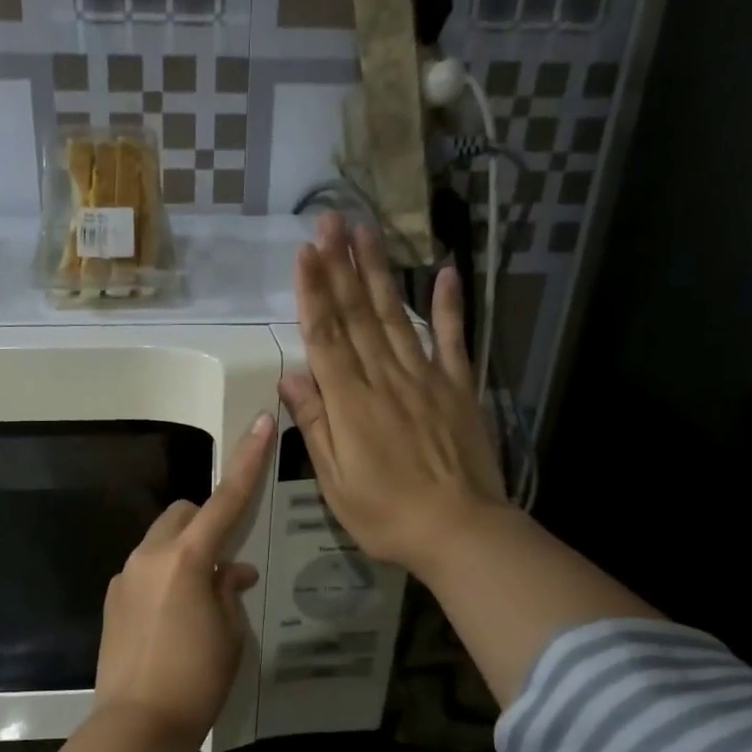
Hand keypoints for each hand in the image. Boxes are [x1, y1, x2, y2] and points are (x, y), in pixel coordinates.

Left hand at [94, 413, 274, 748]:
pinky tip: (174, 617)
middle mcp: (150, 556)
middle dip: (206, 521)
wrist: (137, 724)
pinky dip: (165, 574)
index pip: (225, 499)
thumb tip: (232, 571)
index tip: (261, 423)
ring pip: (161, 541)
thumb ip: (229, 590)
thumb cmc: (197, 678)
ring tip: (202, 596)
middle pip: (183, 515)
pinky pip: (145, 569)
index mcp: (187, 558)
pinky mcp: (113, 599)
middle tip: (226, 562)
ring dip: (185, 551)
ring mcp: (126, 576)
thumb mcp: (230, 633)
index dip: (247, 461)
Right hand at [277, 213, 506, 580]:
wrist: (459, 531)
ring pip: (397, 317)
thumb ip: (316, 425)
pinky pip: (454, 340)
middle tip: (331, 220)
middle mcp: (385, 379)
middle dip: (341, 266)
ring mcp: (426, 379)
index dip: (313, 292)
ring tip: (367, 231)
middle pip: (359, 315)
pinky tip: (444, 271)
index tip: (305, 252)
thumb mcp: (335, 481)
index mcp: (351, 404)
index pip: (326, 337)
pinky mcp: (458, 388)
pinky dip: (450, 305)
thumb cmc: (386, 514)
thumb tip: (292, 378)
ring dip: (380, 272)